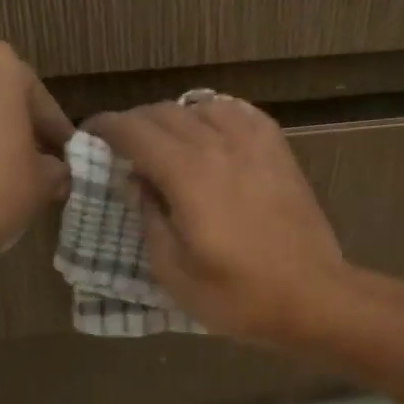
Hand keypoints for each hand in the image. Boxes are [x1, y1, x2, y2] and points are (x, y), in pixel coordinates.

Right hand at [86, 97, 347, 342]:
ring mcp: (255, 144)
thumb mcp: (174, 272)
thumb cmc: (239, 296)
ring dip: (175, 118)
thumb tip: (136, 181)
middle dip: (135, 124)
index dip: (105, 127)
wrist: (313, 296)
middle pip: (164, 113)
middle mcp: (219, 145)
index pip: (134, 131)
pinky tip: (212, 134)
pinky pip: (241, 113)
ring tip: (167, 143)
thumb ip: (149, 218)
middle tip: (122, 148)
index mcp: (188, 174)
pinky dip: (216, 115)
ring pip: (202, 106)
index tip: (90, 135)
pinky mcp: (280, 150)